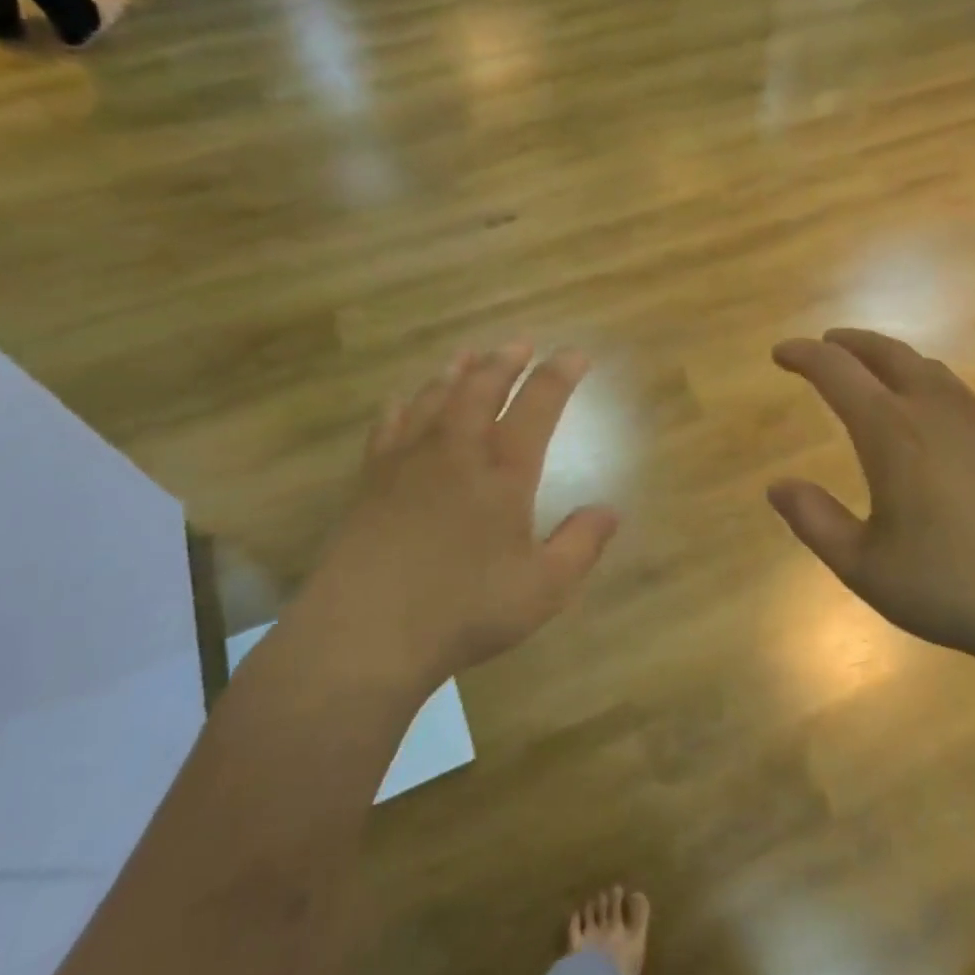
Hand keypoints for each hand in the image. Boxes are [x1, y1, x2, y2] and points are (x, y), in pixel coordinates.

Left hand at [297, 344, 619, 684]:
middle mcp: (457, 449)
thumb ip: (581, 545)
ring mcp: (409, 458)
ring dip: (458, 371)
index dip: (560, 374)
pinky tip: (405, 399)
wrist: (365, 630)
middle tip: (521, 344)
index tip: (575, 355)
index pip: (539, 404)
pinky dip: (404, 403)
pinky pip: (390, 423)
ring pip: (436, 395)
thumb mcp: (543, 588)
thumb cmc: (463, 610)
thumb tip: (610, 511)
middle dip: (506, 360)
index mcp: (504, 469)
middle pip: (483, 385)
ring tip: (470, 355)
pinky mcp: (372, 476)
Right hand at [769, 329, 974, 667]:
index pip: (837, 372)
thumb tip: (777, 486)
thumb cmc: (955, 589)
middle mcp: (937, 413)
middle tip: (827, 344)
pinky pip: (963, 399)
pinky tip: (934, 427)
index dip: (804, 355)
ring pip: (931, 372)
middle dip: (851, 343)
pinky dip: (931, 391)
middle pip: (889, 354)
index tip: (781, 353)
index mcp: (892, 433)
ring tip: (876, 374)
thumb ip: (815, 522)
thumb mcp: (865, 568)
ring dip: (894, 362)